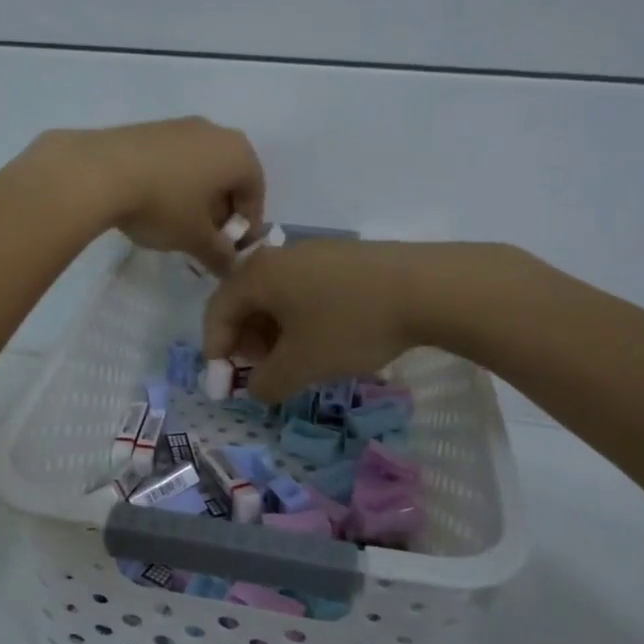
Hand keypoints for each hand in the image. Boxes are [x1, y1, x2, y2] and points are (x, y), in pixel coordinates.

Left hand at [35, 117, 264, 273]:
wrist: (100, 171)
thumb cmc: (163, 204)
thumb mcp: (195, 238)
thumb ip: (219, 255)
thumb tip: (231, 268)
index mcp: (238, 154)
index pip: (256, 193)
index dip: (247, 225)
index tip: (231, 250)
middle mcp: (215, 132)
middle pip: (228, 177)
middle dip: (221, 211)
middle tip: (206, 240)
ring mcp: (180, 126)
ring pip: (200, 167)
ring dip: (197, 196)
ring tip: (178, 224)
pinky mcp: (149, 129)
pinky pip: (174, 159)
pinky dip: (173, 182)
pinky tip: (153, 204)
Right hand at [202, 240, 433, 401]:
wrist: (427, 288)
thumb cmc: (350, 324)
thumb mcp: (302, 364)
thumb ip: (267, 382)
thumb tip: (256, 389)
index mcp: (258, 274)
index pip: (218, 311)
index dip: (216, 350)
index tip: (226, 382)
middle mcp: (279, 256)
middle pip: (246, 302)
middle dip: (246, 343)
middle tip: (262, 374)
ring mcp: (314, 254)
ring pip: (277, 298)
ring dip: (274, 334)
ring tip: (294, 363)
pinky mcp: (343, 260)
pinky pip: (305, 291)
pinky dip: (300, 320)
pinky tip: (323, 342)